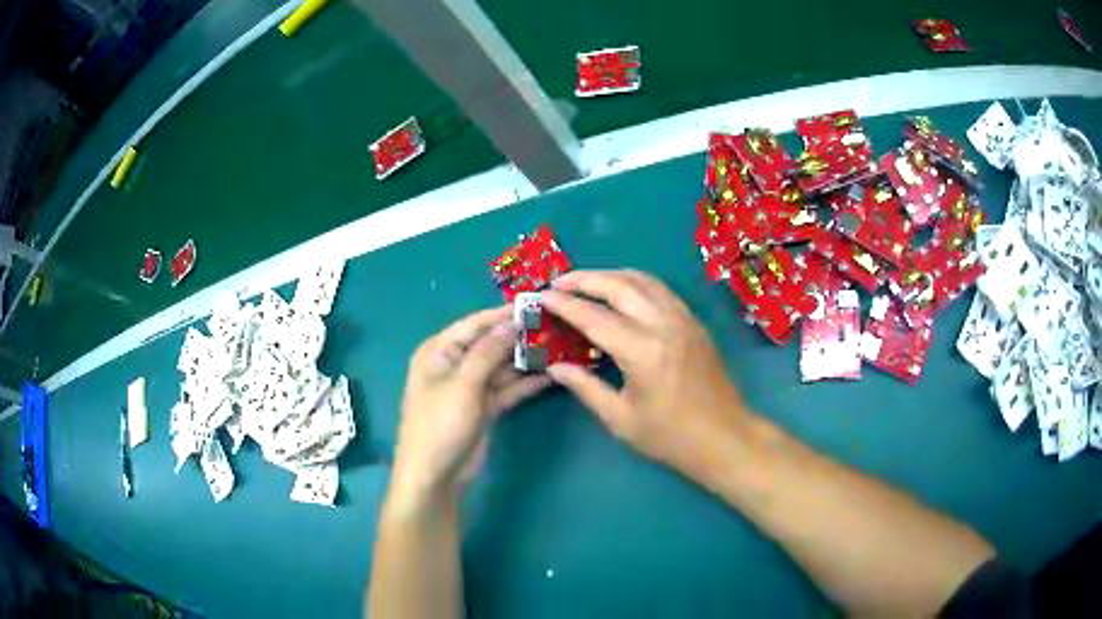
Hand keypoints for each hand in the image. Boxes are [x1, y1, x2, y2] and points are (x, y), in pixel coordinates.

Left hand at [390, 306, 550, 511]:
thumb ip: (488, 351)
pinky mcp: (484, 407)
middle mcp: (454, 364)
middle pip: (490, 344)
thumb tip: (512, 321)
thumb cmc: (440, 425)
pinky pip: (507, 388)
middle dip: (519, 337)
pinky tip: (551, 374)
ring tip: (560, 347)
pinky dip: (526, 383)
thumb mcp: (463, 385)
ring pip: (502, 366)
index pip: (474, 324)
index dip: (502, 315)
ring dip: (526, 359)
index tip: (535, 304)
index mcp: (439, 351)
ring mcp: (470, 387)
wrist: (435, 477)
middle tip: (555, 326)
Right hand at [541, 270, 754, 481]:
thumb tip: (555, 367)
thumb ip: (586, 387)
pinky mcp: (693, 321)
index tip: (541, 296)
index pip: (594, 317)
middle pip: (618, 286)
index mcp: (642, 351)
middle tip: (558, 282)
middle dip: (584, 279)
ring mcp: (682, 319)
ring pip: (642, 280)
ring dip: (610, 275)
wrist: (724, 437)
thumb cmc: (670, 436)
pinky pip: (660, 289)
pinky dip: (635, 282)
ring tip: (585, 282)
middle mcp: (663, 325)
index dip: (564, 304)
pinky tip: (622, 291)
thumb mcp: (621, 419)